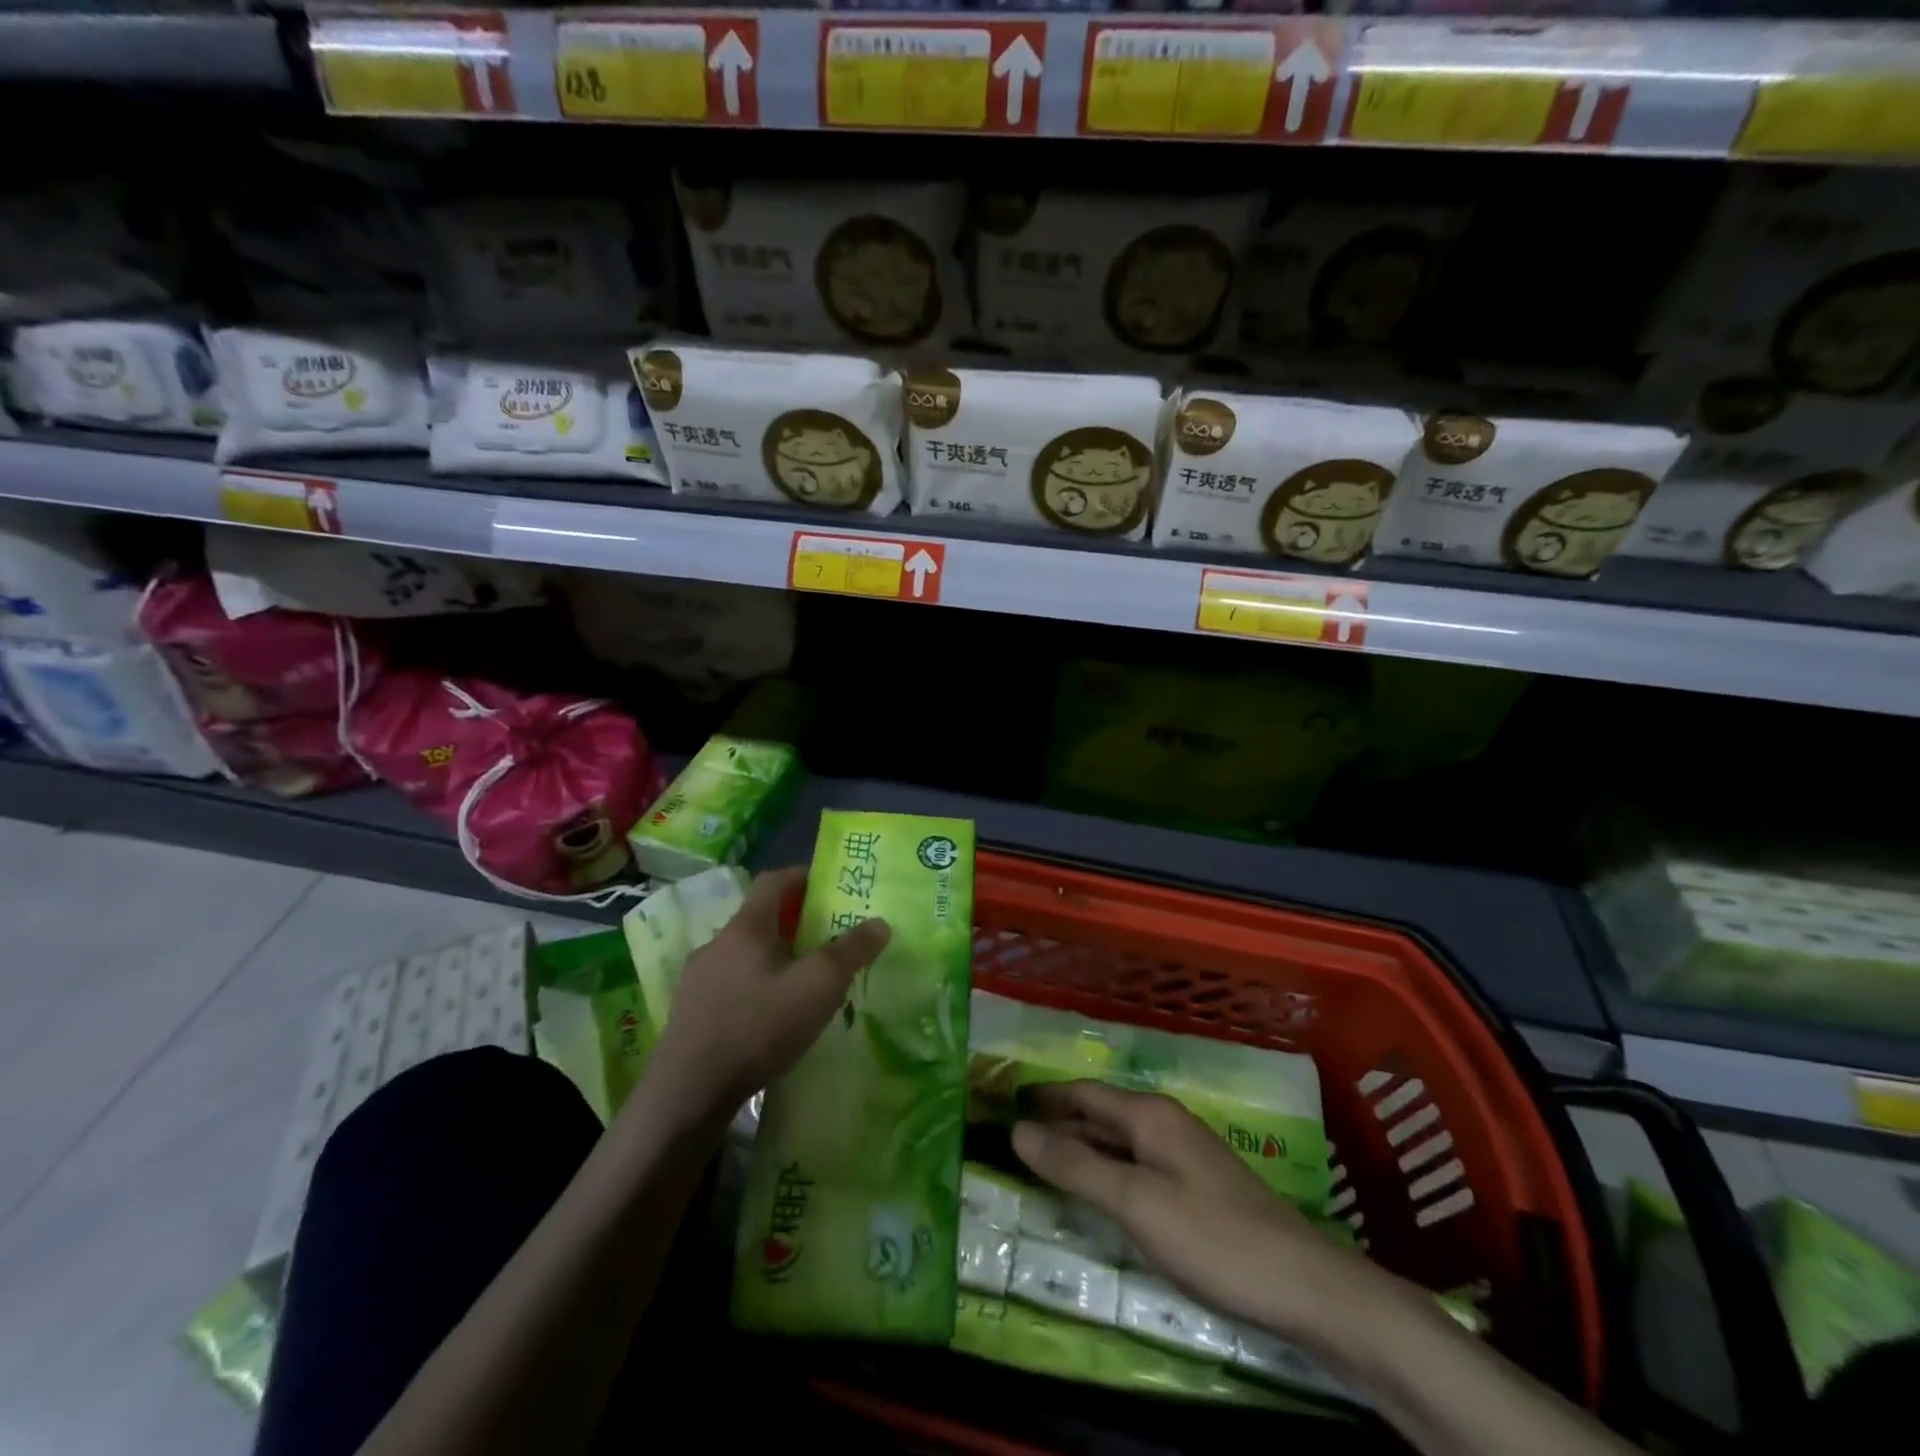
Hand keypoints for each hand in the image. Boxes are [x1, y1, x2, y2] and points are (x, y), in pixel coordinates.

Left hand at [643, 866, 890, 1119]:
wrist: (687, 1094)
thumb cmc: (758, 1027)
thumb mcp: (818, 987)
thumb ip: (851, 951)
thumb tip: (879, 923)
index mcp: (746, 927)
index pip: (773, 881)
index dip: (801, 876)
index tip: (828, 885)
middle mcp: (716, 944)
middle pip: (758, 918)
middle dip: (793, 923)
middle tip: (825, 938)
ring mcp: (697, 980)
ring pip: (743, 955)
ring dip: (772, 958)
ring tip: (801, 982)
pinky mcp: (690, 1013)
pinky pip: (730, 985)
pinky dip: (754, 987)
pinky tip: (769, 1017)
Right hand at [1013, 1080, 1365, 1334]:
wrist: (1304, 1286)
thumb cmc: (1213, 1238)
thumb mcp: (1135, 1203)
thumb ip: (1076, 1166)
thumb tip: (1017, 1130)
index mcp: (1149, 1115)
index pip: (1082, 1094)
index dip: (1043, 1098)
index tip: (1002, 1102)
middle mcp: (1164, 1124)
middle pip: (1099, 1115)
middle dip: (1057, 1122)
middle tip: (1010, 1139)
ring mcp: (1183, 1156)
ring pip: (1118, 1143)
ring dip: (1080, 1149)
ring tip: (1040, 1165)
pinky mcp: (1196, 1188)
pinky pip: (1136, 1167)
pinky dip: (1106, 1173)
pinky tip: (1096, 1197)